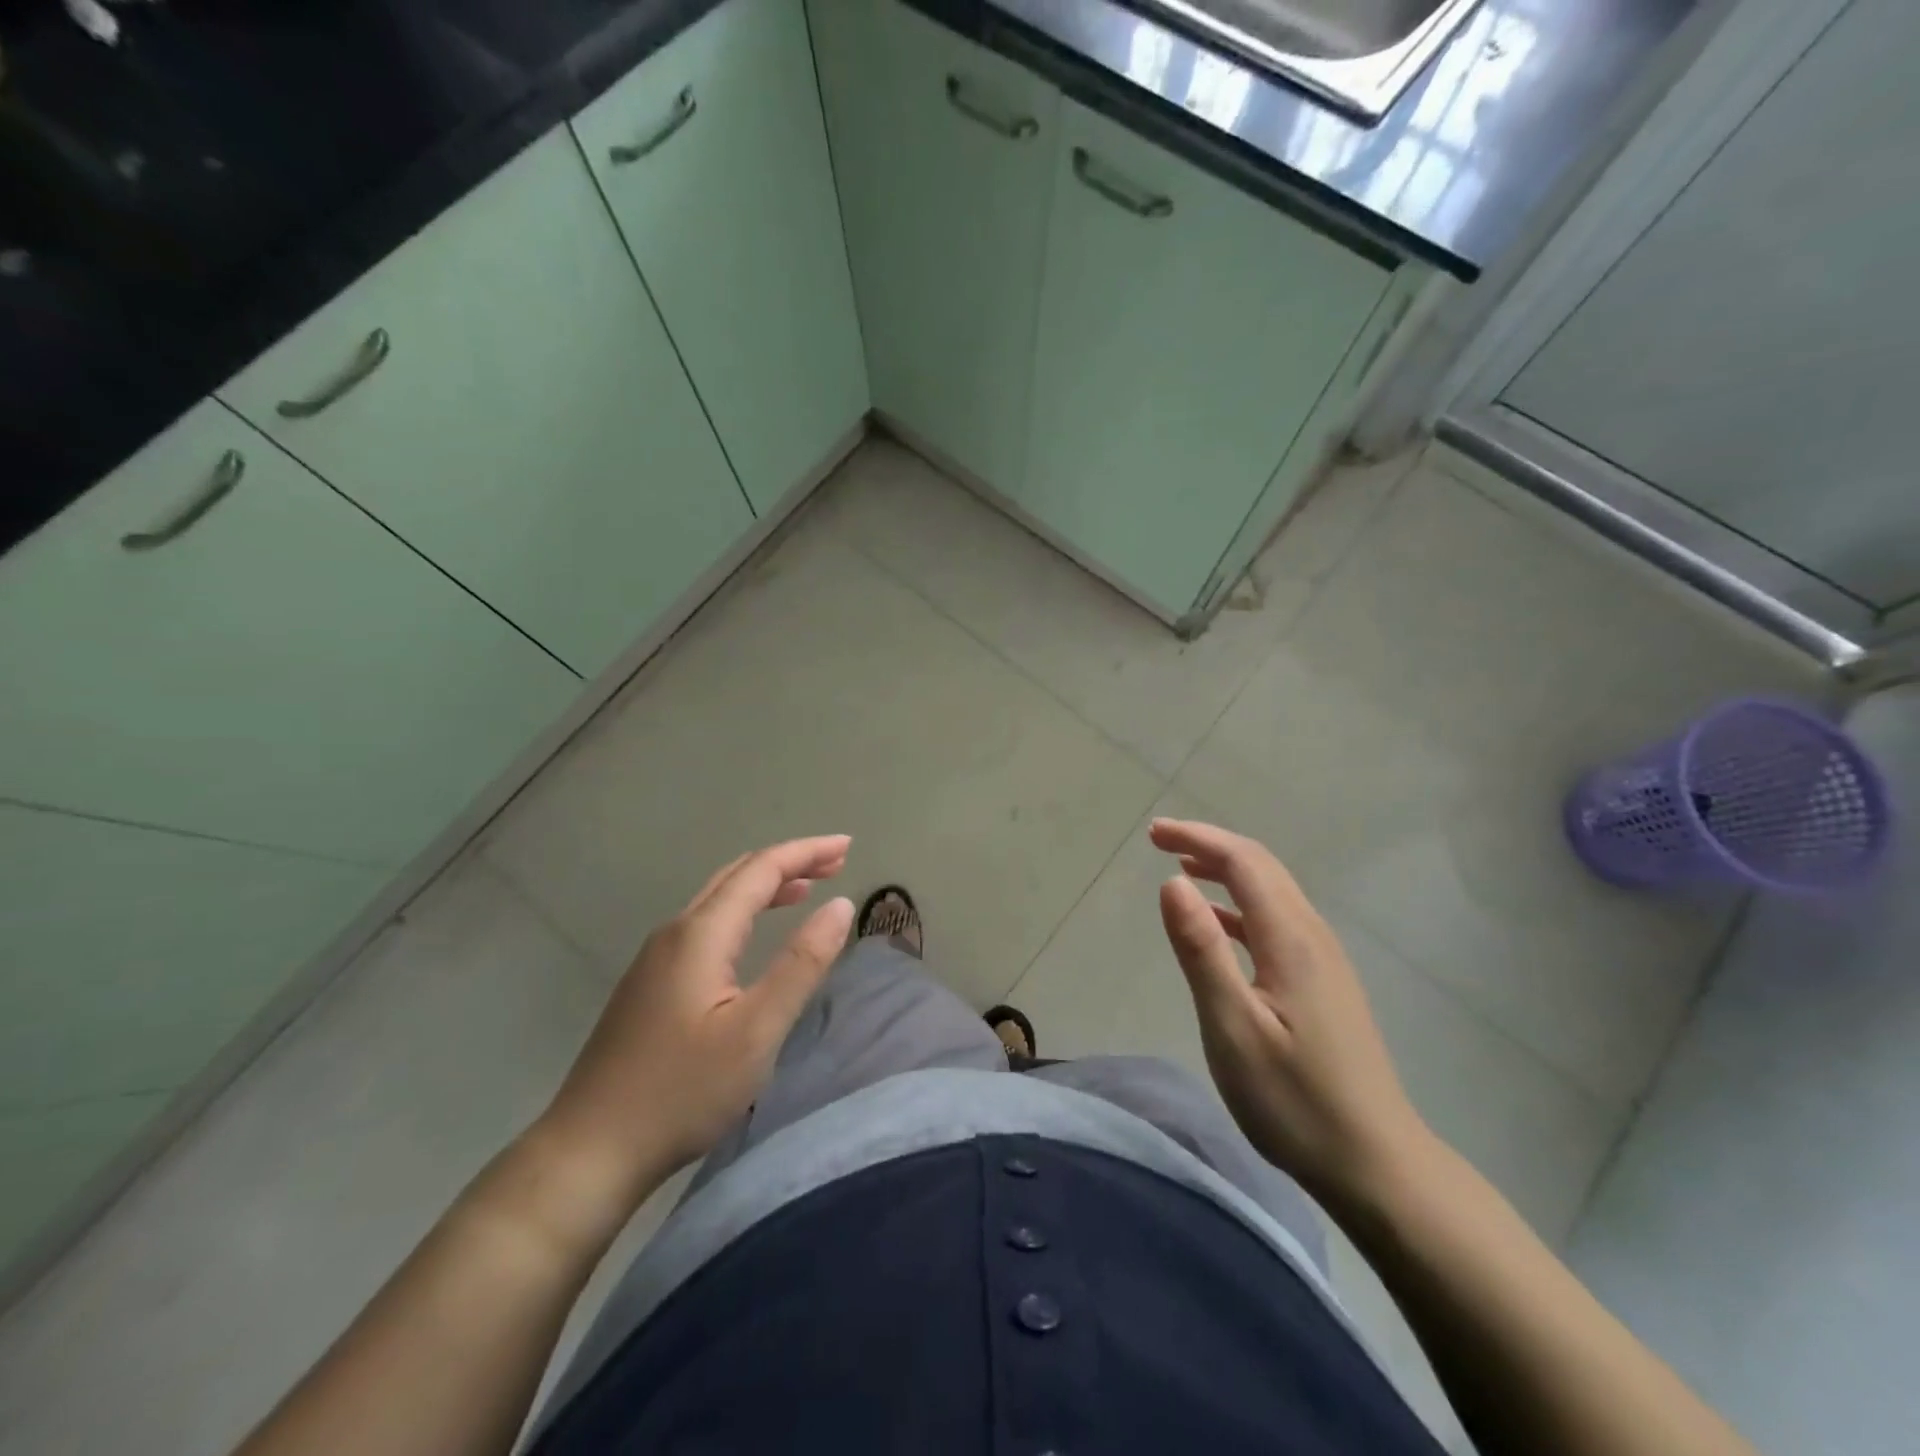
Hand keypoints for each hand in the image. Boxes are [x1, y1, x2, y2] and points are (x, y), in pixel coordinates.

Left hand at [532, 836, 855, 1228]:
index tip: (848, 845)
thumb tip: (839, 906)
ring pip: (719, 899)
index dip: (807, 852)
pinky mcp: (650, 984)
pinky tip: (755, 935)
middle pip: (738, 875)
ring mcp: (656, 958)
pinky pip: (706, 924)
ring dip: (766, 885)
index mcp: (700, 934)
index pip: (761, 869)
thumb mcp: (756, 1030)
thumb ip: (801, 963)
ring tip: (808, 889)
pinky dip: (744, 911)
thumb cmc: (682, 1091)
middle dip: (789, 862)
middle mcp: (675, 932)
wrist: (589, 1152)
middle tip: (837, 863)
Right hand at [1150, 818, 1427, 1208]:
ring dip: (1226, 871)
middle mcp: (1313, 936)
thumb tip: (1172, 882)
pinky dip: (1240, 906)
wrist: (1376, 1163)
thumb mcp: (1232, 1027)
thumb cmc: (1295, 1099)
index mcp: (1291, 939)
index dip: (1197, 838)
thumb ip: (1201, 950)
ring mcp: (1324, 961)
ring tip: (1182, 872)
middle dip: (1210, 845)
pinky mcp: (1324, 984)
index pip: (1243, 862)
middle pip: (1262, 867)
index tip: (1152, 833)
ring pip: (1273, 892)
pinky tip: (1219, 926)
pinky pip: (1277, 922)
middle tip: (1160, 841)